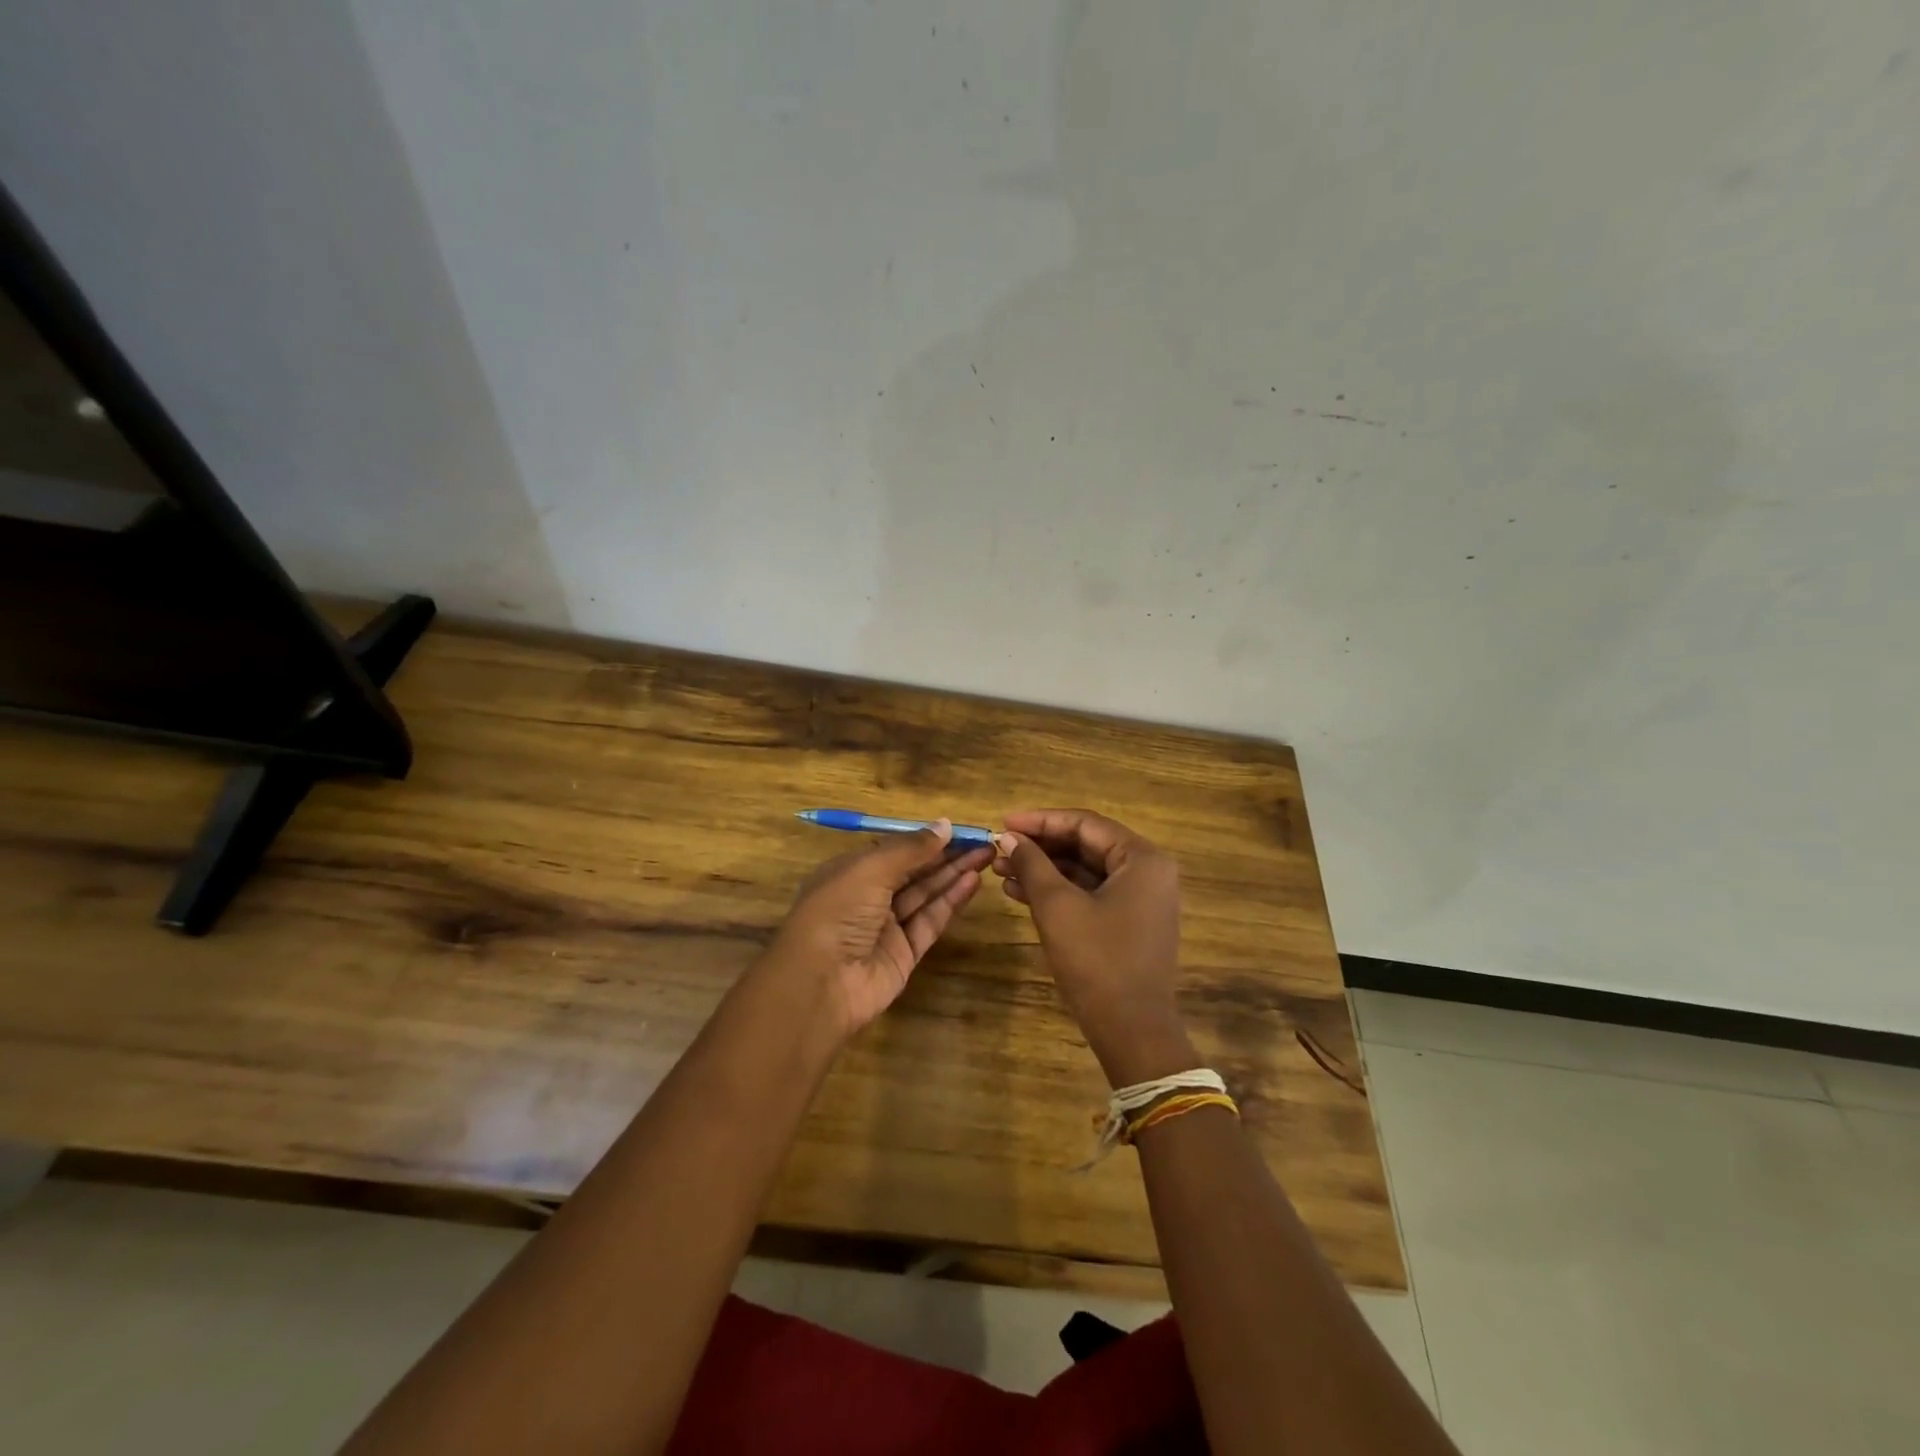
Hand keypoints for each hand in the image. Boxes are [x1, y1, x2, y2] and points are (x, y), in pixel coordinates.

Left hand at [765, 821, 991, 1041]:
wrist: (822, 983)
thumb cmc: (838, 911)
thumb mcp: (871, 869)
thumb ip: (910, 848)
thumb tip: (945, 825)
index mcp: (850, 872)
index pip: (893, 849)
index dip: (925, 839)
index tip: (959, 829)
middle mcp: (867, 897)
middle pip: (914, 871)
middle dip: (946, 855)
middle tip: (983, 841)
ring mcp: (887, 927)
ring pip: (925, 894)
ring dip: (954, 874)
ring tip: (986, 856)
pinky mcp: (904, 953)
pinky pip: (930, 921)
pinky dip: (951, 901)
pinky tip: (972, 882)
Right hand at [993, 809, 1195, 1084]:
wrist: (1132, 1031)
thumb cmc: (1097, 961)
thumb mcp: (1057, 906)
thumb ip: (1032, 864)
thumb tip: (1008, 837)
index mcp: (1142, 859)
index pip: (1085, 824)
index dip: (1040, 820)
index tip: (1003, 823)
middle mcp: (1148, 872)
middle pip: (1085, 845)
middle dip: (1039, 847)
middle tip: (999, 849)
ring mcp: (1141, 899)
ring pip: (1084, 871)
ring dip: (1044, 870)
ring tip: (1000, 871)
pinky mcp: (1129, 923)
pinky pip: (1090, 894)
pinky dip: (1058, 892)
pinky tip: (1019, 893)